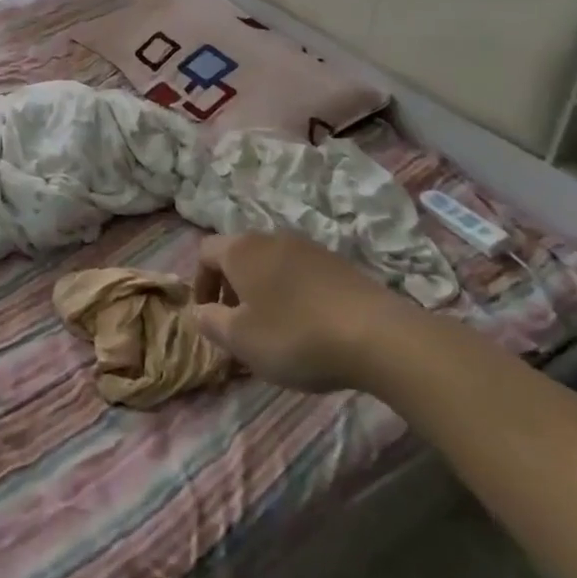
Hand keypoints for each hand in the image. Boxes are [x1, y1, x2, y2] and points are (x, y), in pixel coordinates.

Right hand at [190, 233, 419, 392]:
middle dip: (232, 287)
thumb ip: (211, 323)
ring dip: (263, 290)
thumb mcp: (241, 340)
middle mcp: (270, 237)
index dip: (200, 282)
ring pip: (271, 263)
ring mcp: (308, 247)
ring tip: (274, 328)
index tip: (208, 314)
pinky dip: (293, 293)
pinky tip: (309, 325)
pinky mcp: (338, 263)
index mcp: (241, 250)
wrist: (378, 335)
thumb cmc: (296, 335)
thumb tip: (198, 311)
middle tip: (239, 324)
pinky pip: (301, 273)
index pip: (205, 252)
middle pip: (239, 255)